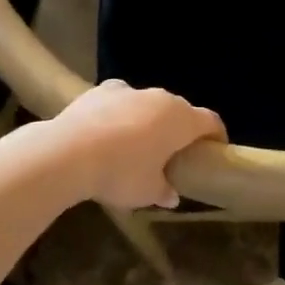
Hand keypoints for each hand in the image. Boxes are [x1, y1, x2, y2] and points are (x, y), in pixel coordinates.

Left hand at [51, 80, 225, 209]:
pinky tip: (108, 132)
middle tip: (173, 153)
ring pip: (149, 104)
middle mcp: (161, 98)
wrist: (68, 151)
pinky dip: (121, 113)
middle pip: (180, 111)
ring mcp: (131, 90)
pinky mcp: (102, 89)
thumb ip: (164, 191)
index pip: (211, 121)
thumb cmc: (120, 173)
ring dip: (150, 120)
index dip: (216, 136)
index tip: (214, 150)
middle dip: (180, 129)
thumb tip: (171, 195)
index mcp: (181, 120)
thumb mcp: (147, 192)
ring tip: (137, 144)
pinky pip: (121, 101)